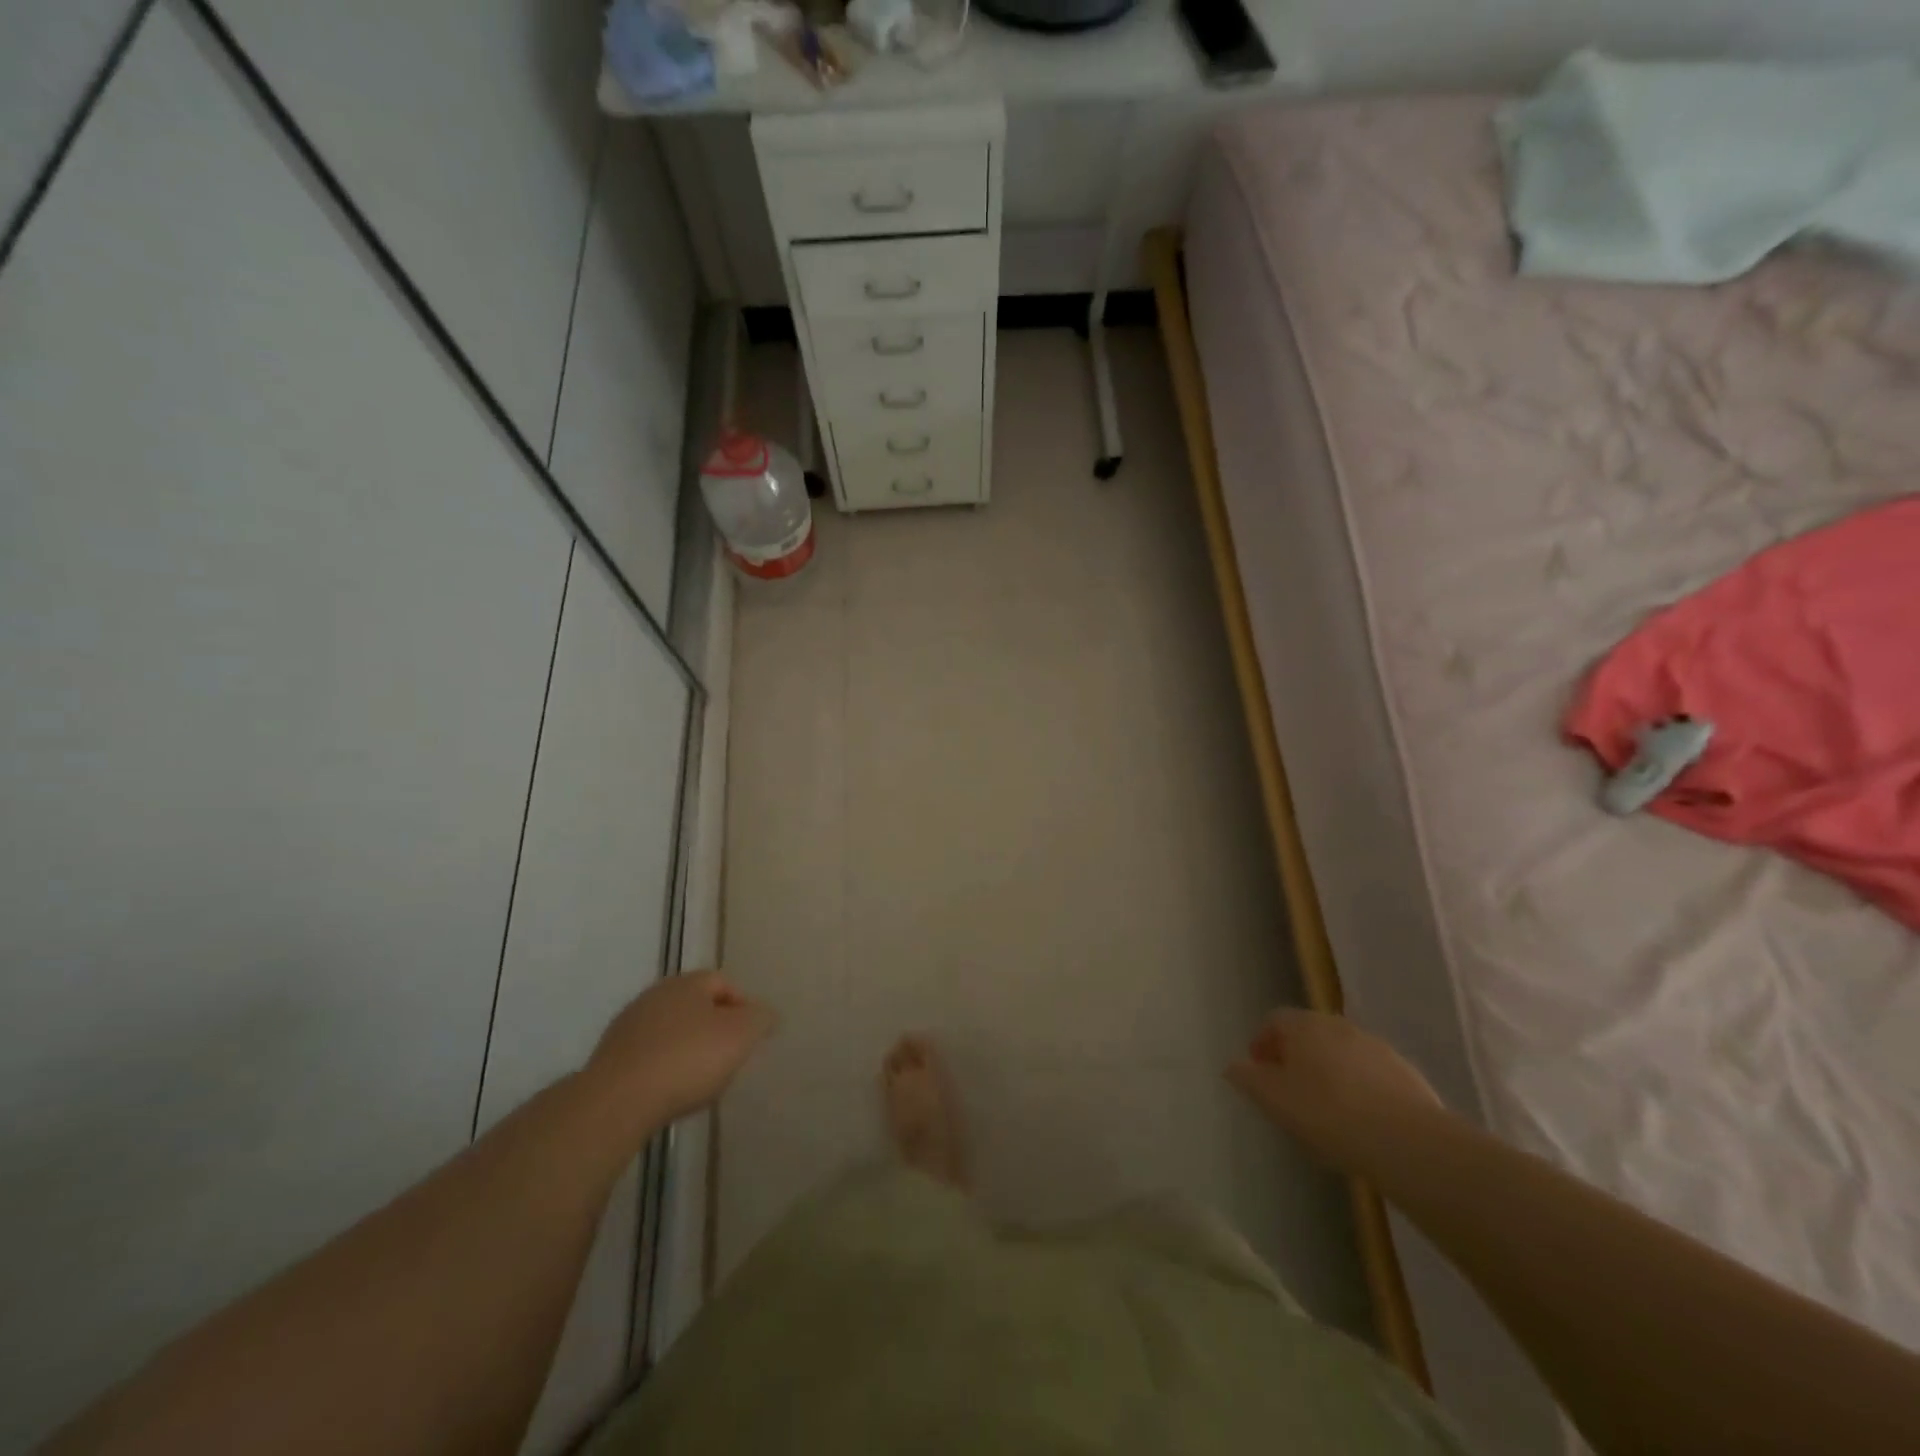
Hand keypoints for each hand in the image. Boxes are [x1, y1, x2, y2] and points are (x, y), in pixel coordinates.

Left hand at [586, 971, 776, 1124]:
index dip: (743, 1007)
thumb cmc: (688, 1059)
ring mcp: (628, 1025)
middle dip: (714, 1027)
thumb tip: (765, 1014)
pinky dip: (663, 1067)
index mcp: (687, 983)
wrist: (617, 1102)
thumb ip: (760, 1019)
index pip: (724, 983)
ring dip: (687, 1047)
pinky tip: (669, 1090)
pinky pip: (648, 1055)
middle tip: (728, 1056)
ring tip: (699, 1079)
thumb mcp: (740, 1035)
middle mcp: (655, 994)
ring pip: (670, 1030)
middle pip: (695, 1005)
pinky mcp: (609, 1057)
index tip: (751, 1037)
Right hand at [1227, 1010, 1442, 1173]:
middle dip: (1296, 1056)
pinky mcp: (1407, 1074)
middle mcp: (1340, 1026)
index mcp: (1304, 1025)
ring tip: (1326, 1110)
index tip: (1258, 1070)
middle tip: (1289, 1089)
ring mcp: (1377, 1048)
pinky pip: (1371, 1075)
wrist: (1406, 1141)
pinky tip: (1361, 1121)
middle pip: (1309, 1033)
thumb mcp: (1273, 1099)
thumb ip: (1248, 1078)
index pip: (1274, 1020)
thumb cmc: (1327, 1113)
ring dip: (1329, 1071)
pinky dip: (1360, 1088)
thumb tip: (1234, 1065)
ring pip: (1342, 1053)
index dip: (1263, 1042)